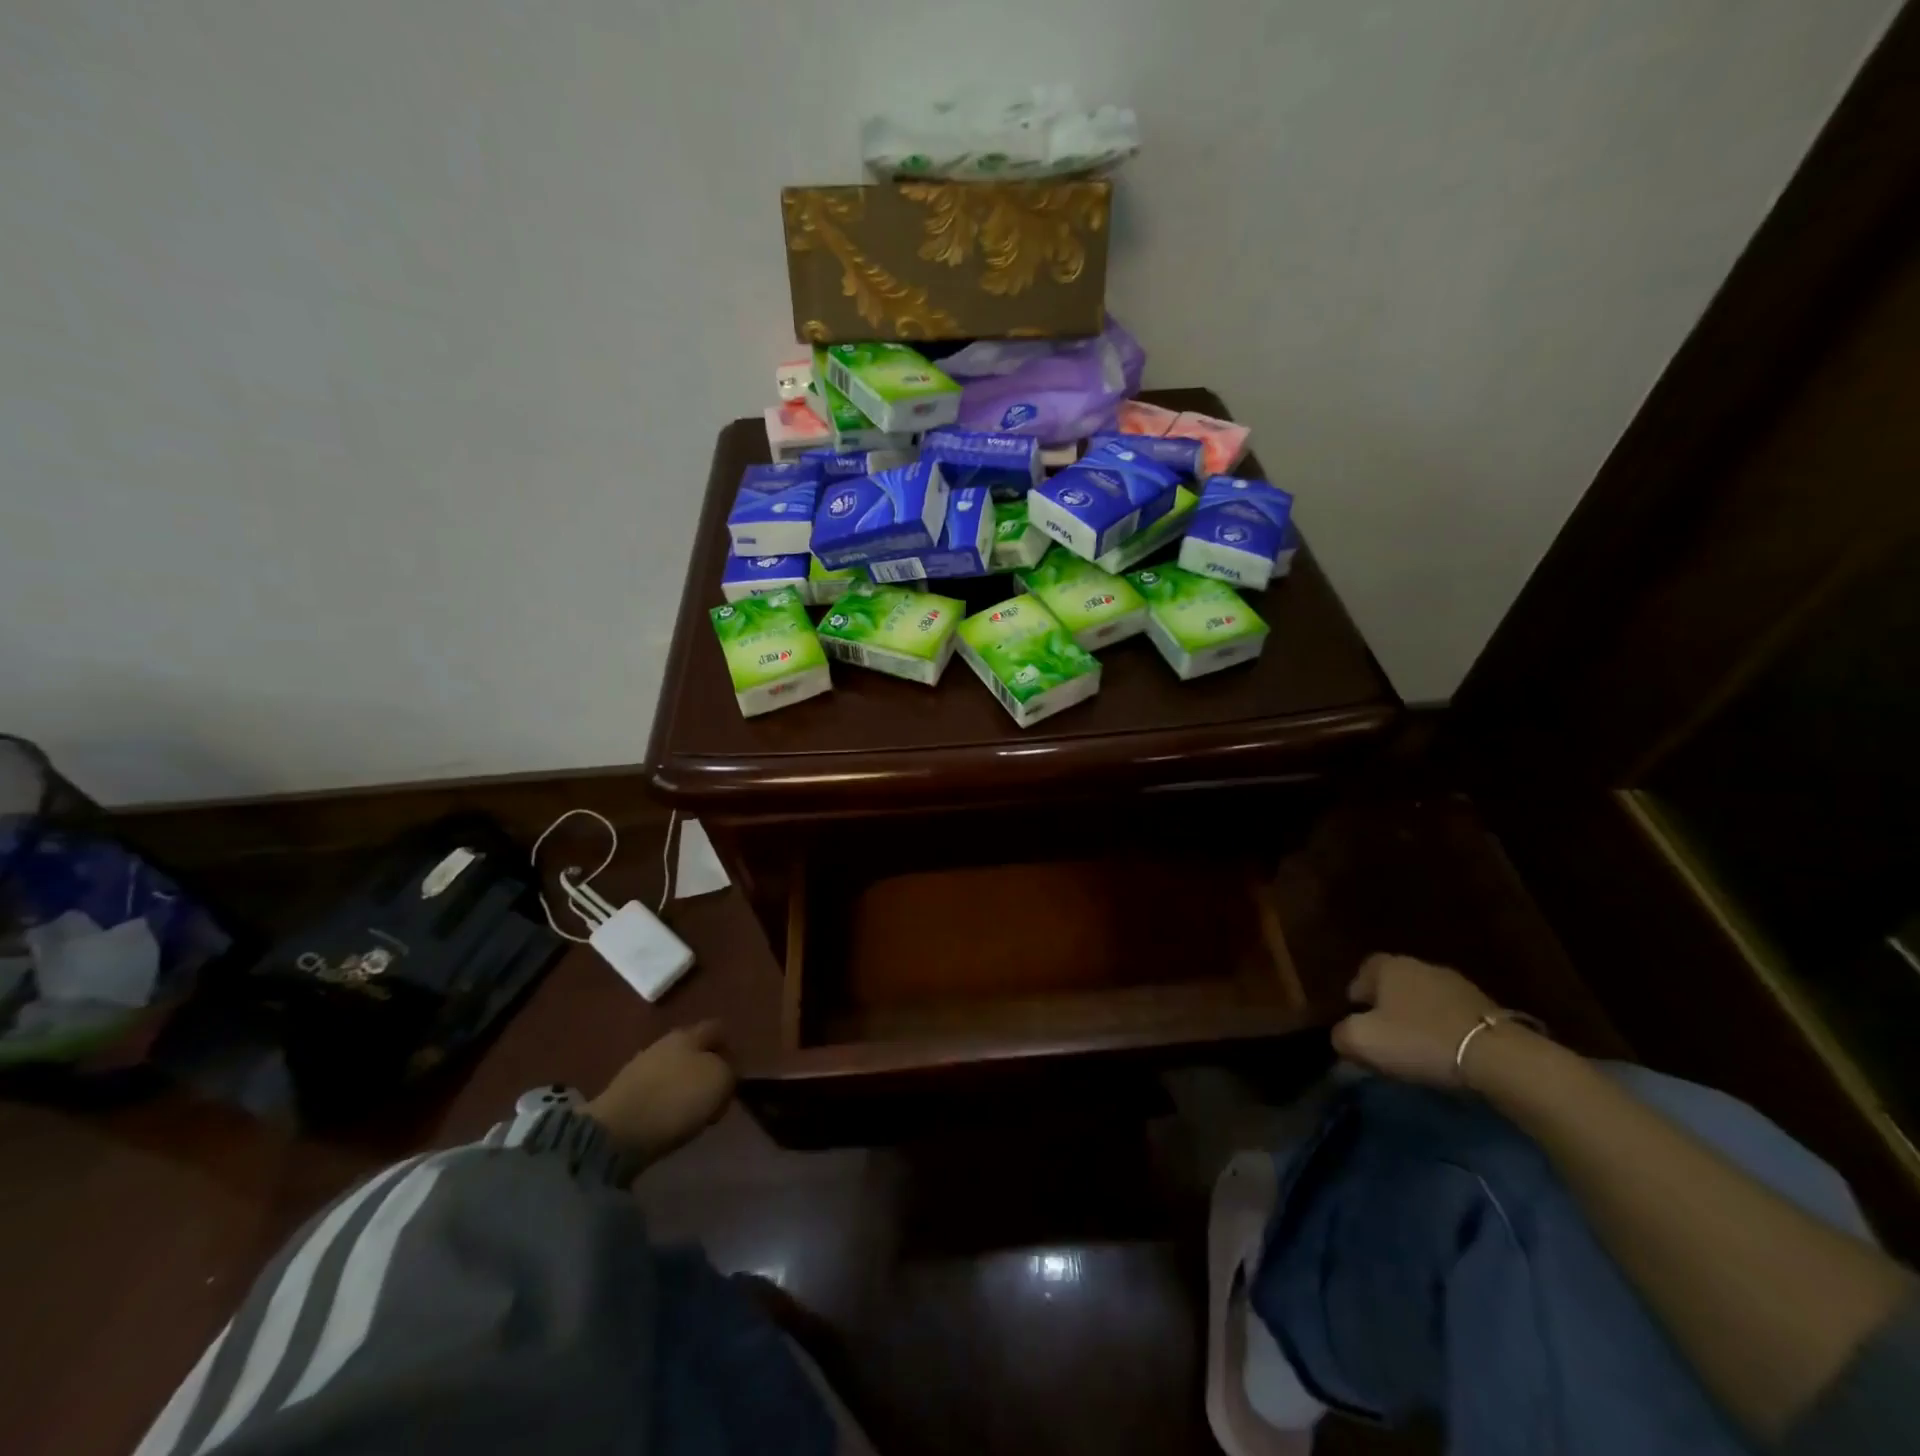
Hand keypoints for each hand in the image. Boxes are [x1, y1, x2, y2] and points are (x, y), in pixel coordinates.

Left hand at [584, 1020, 734, 1169]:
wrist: (616, 1132)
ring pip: (674, 1070)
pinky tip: (670, 1118)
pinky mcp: (624, 1094)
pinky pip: (656, 1091)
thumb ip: (729, 1071)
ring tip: (695, 1110)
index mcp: (689, 1033)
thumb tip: (724, 1073)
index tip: (737, 1073)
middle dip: (707, 1067)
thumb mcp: (720, 1081)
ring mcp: (640, 1067)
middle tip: (717, 1093)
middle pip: (694, 1050)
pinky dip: (666, 1102)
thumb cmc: (676, 1099)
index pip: (718, 1029)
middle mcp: (664, 1042)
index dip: (731, 1047)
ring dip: (686, 1086)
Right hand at [1330, 954, 1501, 1087]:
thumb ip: (1341, 1035)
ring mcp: (1458, 985)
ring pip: (1426, 1000)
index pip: (1363, 971)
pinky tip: (1446, 1053)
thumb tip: (1342, 1036)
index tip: (1357, 1020)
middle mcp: (1422, 966)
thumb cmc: (1419, 1040)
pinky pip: (1454, 1017)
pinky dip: (1446, 1031)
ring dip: (1420, 1019)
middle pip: (1396, 984)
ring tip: (1417, 1049)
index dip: (1357, 994)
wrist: (1498, 1057)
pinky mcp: (1488, 1009)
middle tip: (1385, 1036)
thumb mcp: (1363, 1041)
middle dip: (1388, 1007)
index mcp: (1389, 966)